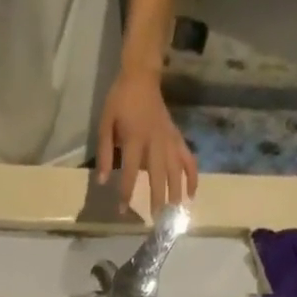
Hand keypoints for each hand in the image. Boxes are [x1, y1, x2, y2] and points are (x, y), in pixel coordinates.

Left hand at [97, 68, 198, 213]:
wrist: (142, 76)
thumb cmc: (120, 101)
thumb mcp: (105, 124)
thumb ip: (105, 153)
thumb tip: (103, 181)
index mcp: (135, 139)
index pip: (131, 172)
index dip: (126, 193)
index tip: (123, 211)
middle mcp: (155, 142)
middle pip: (158, 176)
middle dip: (158, 199)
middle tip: (157, 220)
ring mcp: (169, 140)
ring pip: (177, 171)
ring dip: (177, 193)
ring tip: (175, 213)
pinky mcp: (178, 138)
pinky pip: (189, 159)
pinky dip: (193, 177)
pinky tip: (192, 194)